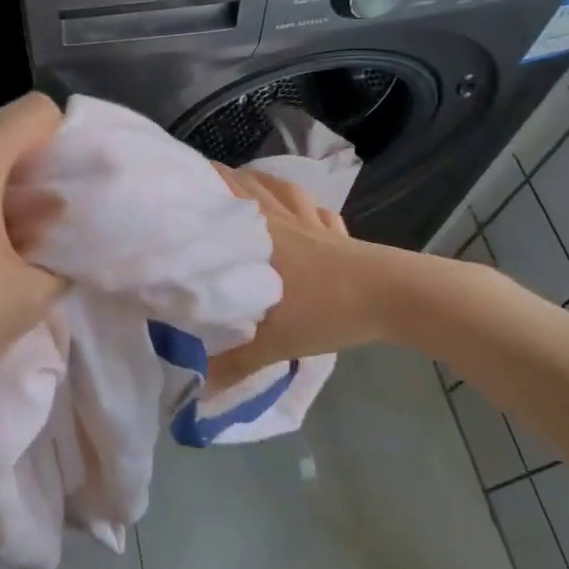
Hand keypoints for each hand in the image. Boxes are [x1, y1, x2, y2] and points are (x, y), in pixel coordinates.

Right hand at [206, 166, 396, 387]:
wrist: (394, 296)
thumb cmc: (325, 309)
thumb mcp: (272, 343)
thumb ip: (232, 364)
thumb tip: (194, 389)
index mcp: (258, 235)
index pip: (222, 197)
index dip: (198, 182)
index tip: (174, 181)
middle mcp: (281, 219)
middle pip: (248, 185)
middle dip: (222, 178)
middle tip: (199, 181)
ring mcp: (313, 222)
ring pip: (282, 190)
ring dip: (261, 183)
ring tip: (245, 184)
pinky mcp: (340, 233)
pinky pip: (316, 210)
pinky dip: (304, 205)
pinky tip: (304, 211)